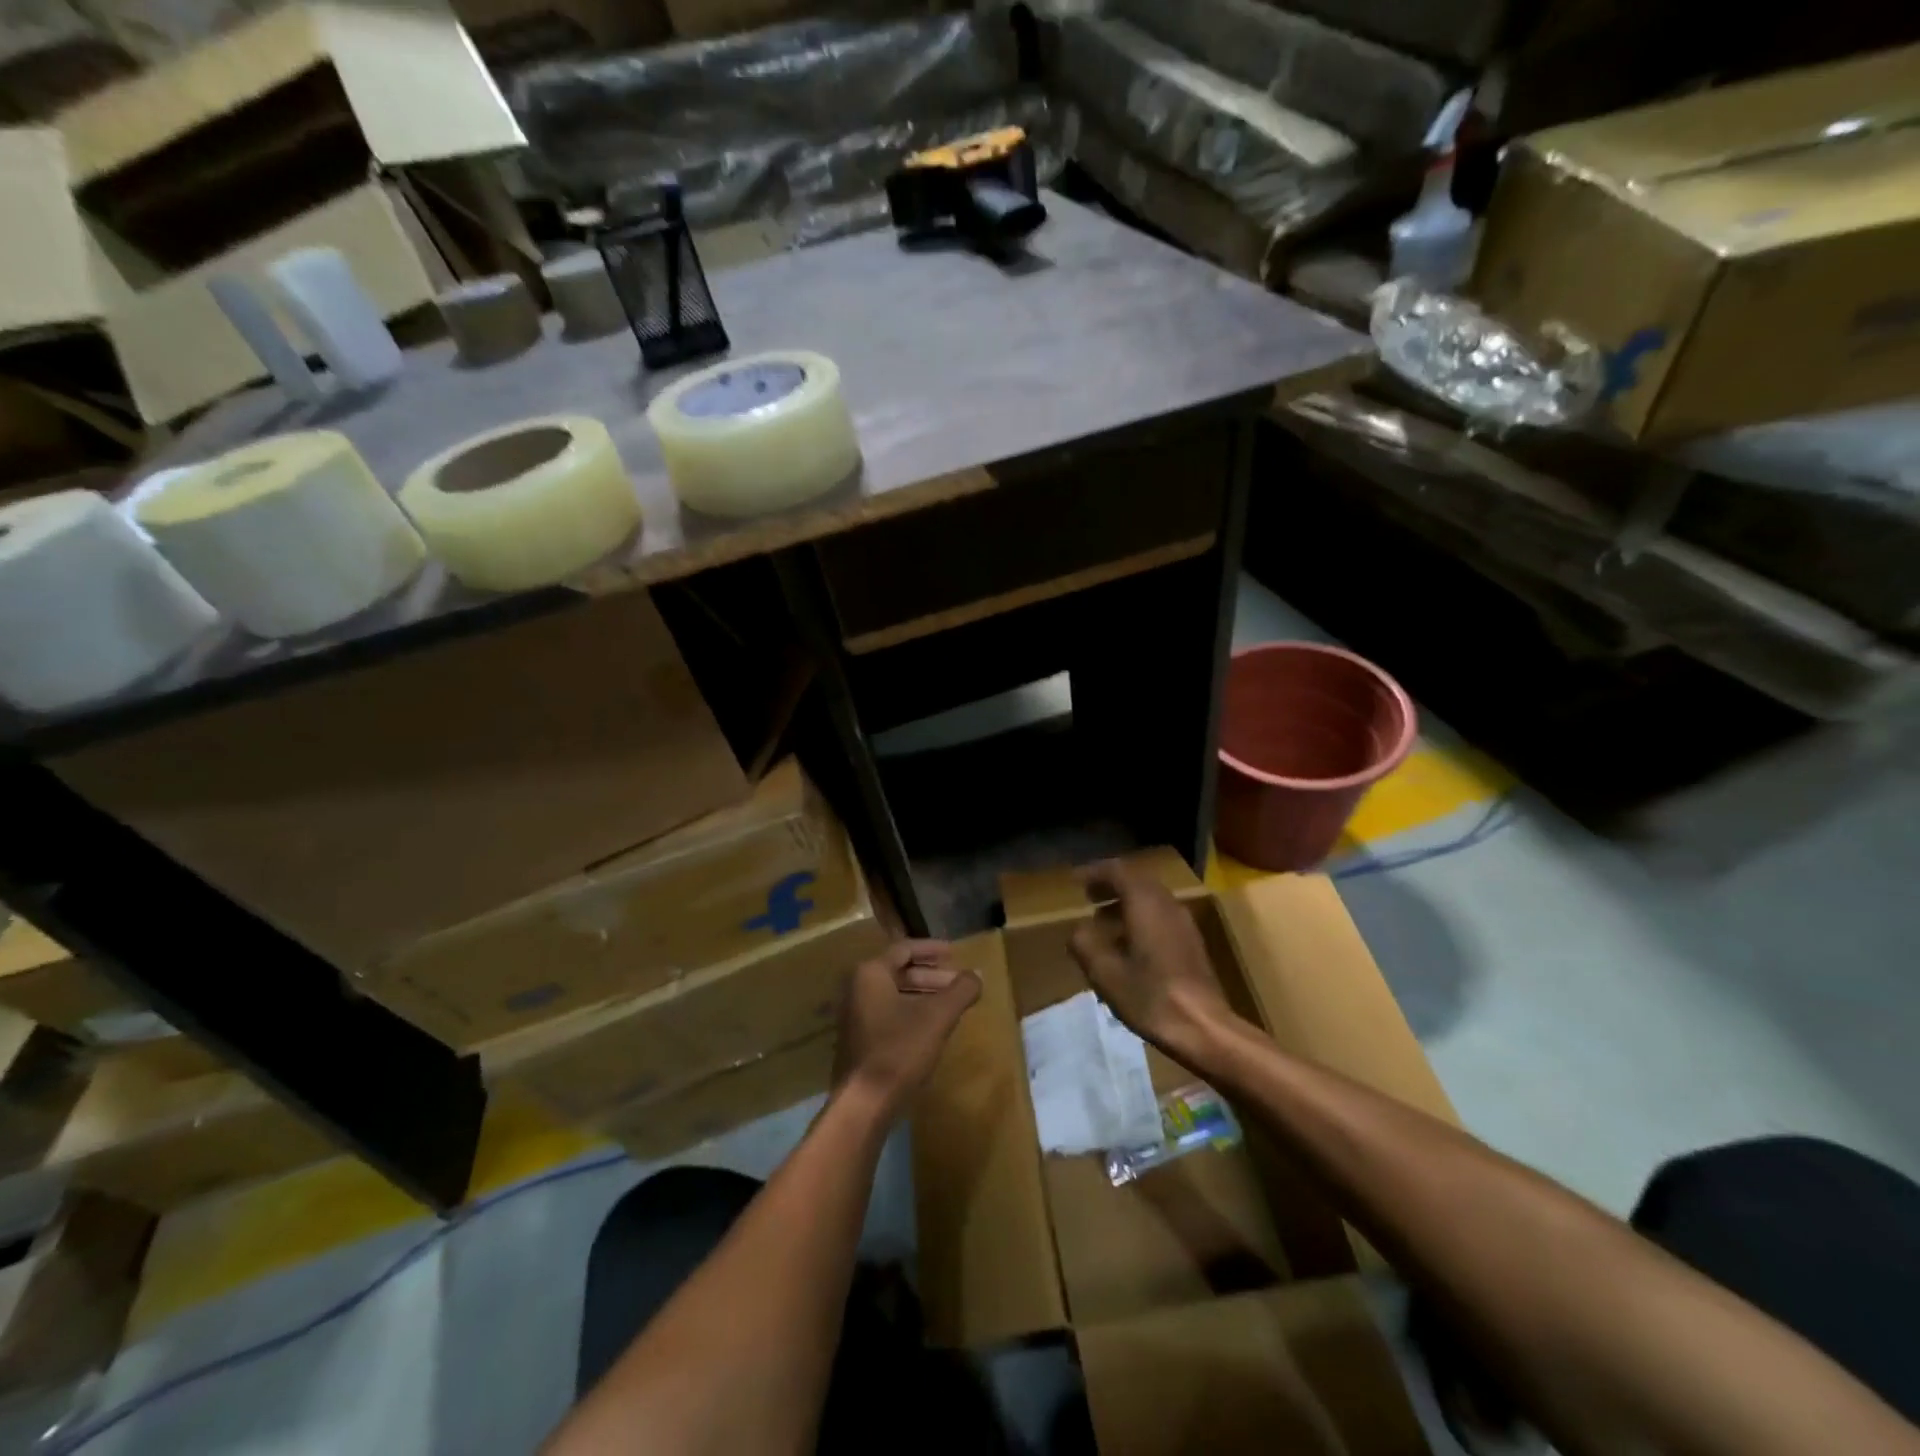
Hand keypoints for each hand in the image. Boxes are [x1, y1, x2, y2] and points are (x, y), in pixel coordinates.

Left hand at [834, 940, 980, 1118]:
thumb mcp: (938, 1017)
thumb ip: (960, 991)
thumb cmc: (899, 1050)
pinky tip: (932, 1028)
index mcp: (871, 973)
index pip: (904, 949)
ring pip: (894, 994)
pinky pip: (888, 1013)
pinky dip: (911, 1012)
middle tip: (958, 983)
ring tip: (951, 1005)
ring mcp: (855, 1015)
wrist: (864, 1104)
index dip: (932, 949)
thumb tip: (977, 974)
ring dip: (924, 995)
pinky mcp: (858, 1039)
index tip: (955, 953)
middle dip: (932, 976)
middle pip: (899, 971)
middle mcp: (857, 988)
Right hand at [1069, 860, 1240, 1064]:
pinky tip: (1127, 946)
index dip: (1095, 872)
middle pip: (1137, 882)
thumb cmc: (1150, 996)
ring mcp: (1183, 924)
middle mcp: (1167, 904)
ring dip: (1126, 904)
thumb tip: (1078, 931)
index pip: (1118, 871)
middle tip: (1089, 897)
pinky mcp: (1191, 944)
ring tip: (1102, 922)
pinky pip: (1161, 917)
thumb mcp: (1104, 972)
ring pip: (1151, 900)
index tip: (1076, 881)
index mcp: (1145, 903)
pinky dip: (1140, 919)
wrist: (1203, 1028)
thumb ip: (1084, 944)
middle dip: (1111, 886)